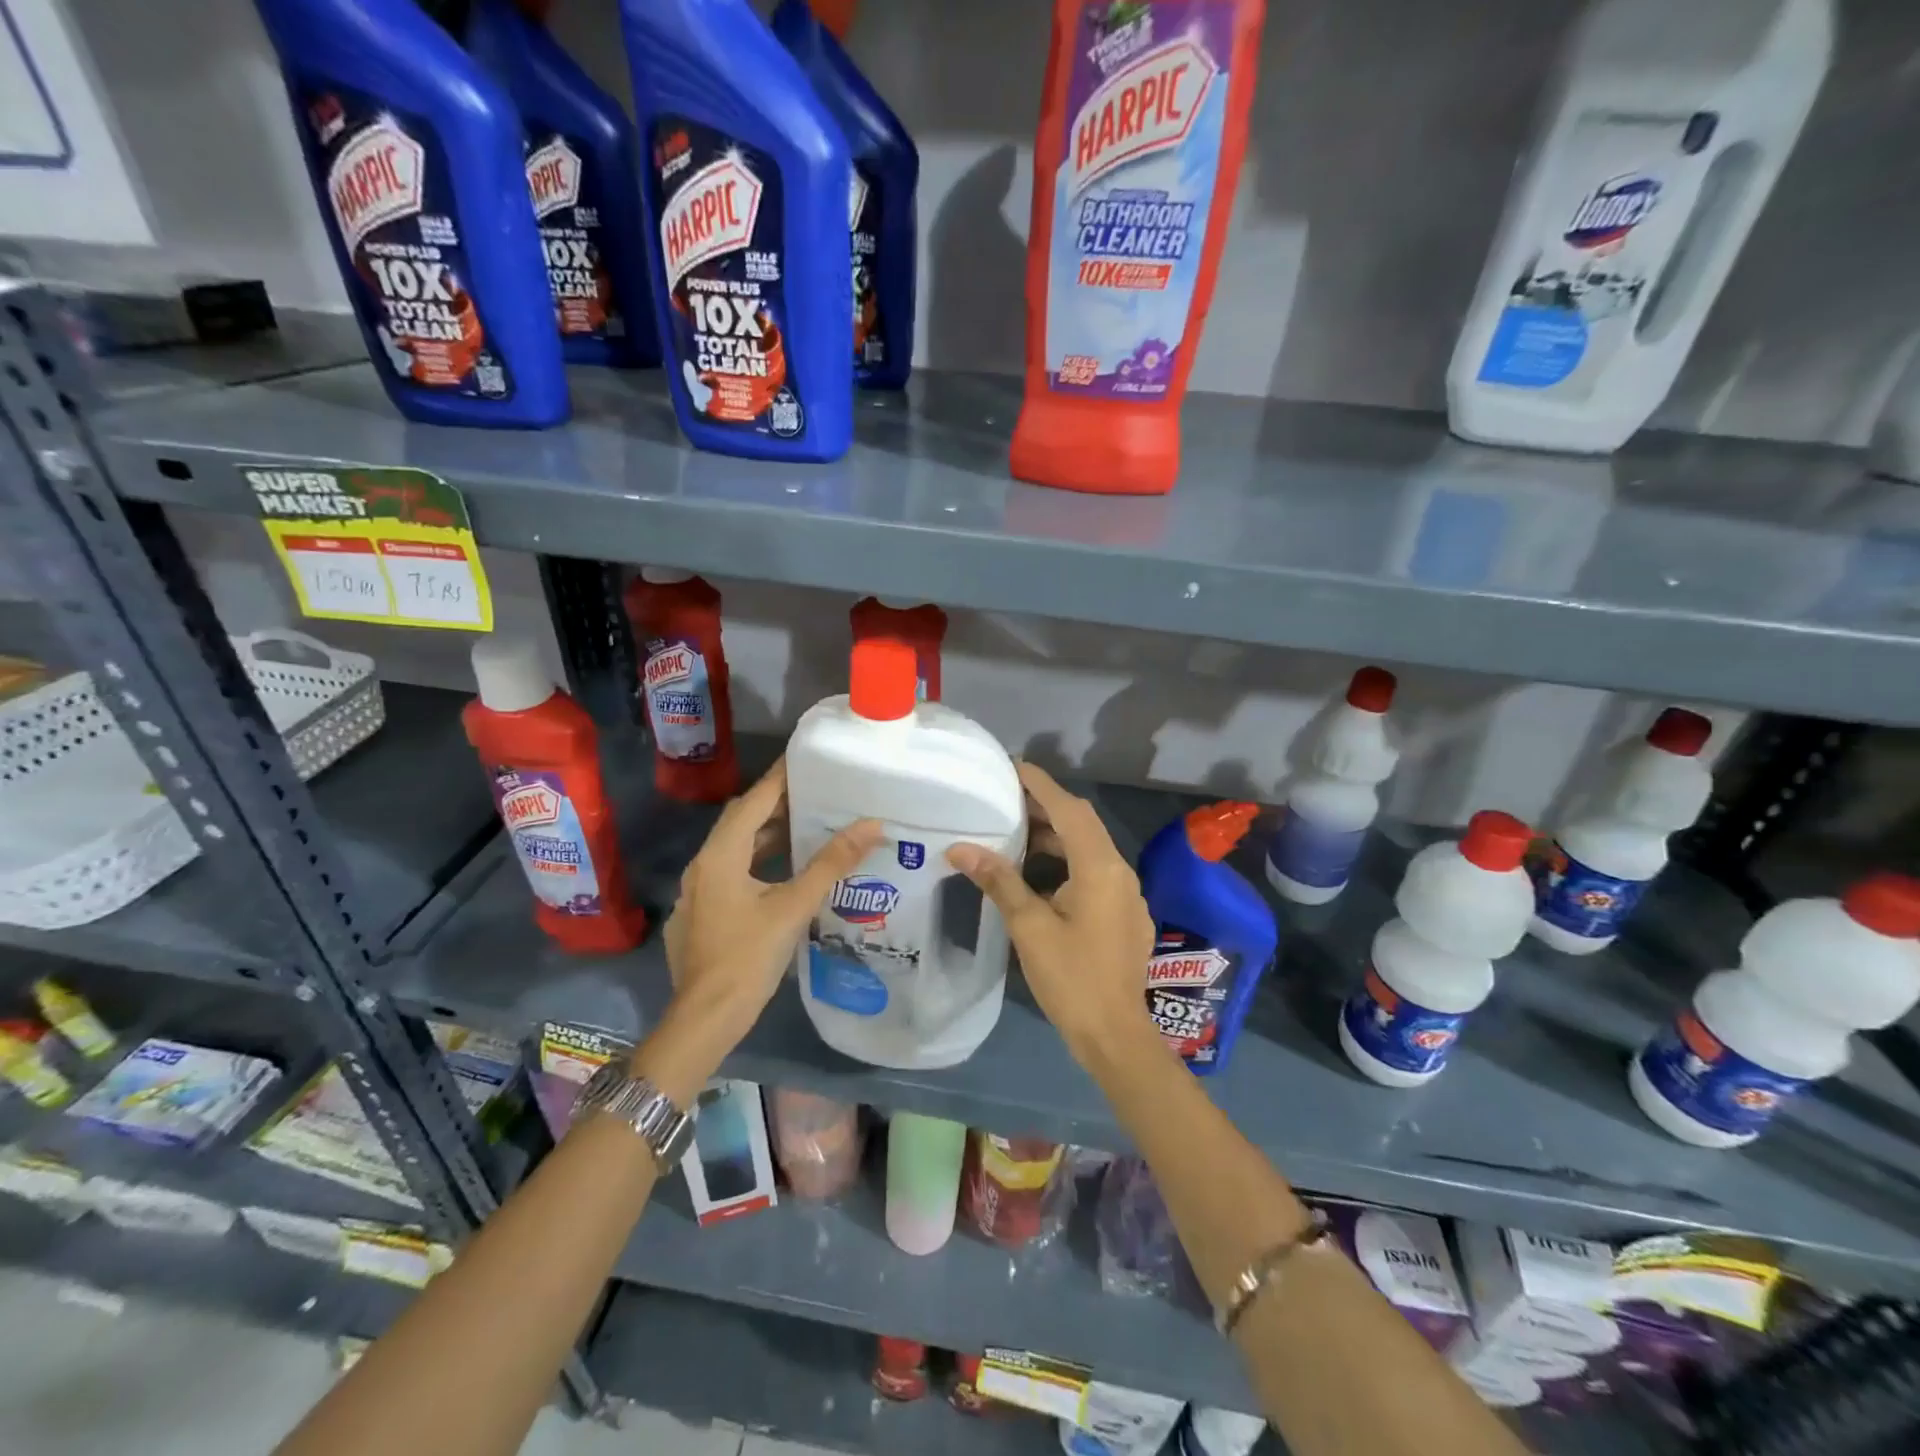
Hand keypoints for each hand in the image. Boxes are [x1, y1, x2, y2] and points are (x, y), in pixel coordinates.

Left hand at [663, 759, 881, 1046]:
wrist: (704, 1020)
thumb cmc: (748, 958)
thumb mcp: (794, 907)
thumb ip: (831, 864)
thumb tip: (871, 825)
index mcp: (720, 856)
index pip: (753, 801)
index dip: (780, 778)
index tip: (807, 760)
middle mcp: (702, 866)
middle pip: (741, 822)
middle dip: (775, 805)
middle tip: (814, 793)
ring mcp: (696, 892)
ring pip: (734, 850)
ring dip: (766, 836)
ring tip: (805, 828)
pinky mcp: (699, 914)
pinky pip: (729, 873)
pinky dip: (756, 863)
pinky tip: (780, 876)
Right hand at [947, 762, 1156, 1064]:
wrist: (1115, 1035)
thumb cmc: (1071, 978)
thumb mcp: (1029, 927)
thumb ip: (999, 880)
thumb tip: (961, 847)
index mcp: (1100, 868)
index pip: (1068, 810)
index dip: (1040, 785)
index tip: (1012, 766)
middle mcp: (1119, 872)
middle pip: (1081, 824)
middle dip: (1045, 807)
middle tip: (1005, 799)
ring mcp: (1126, 894)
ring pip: (1089, 849)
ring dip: (1055, 836)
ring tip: (1015, 833)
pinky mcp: (1125, 914)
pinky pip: (1094, 871)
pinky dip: (1066, 861)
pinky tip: (1039, 875)